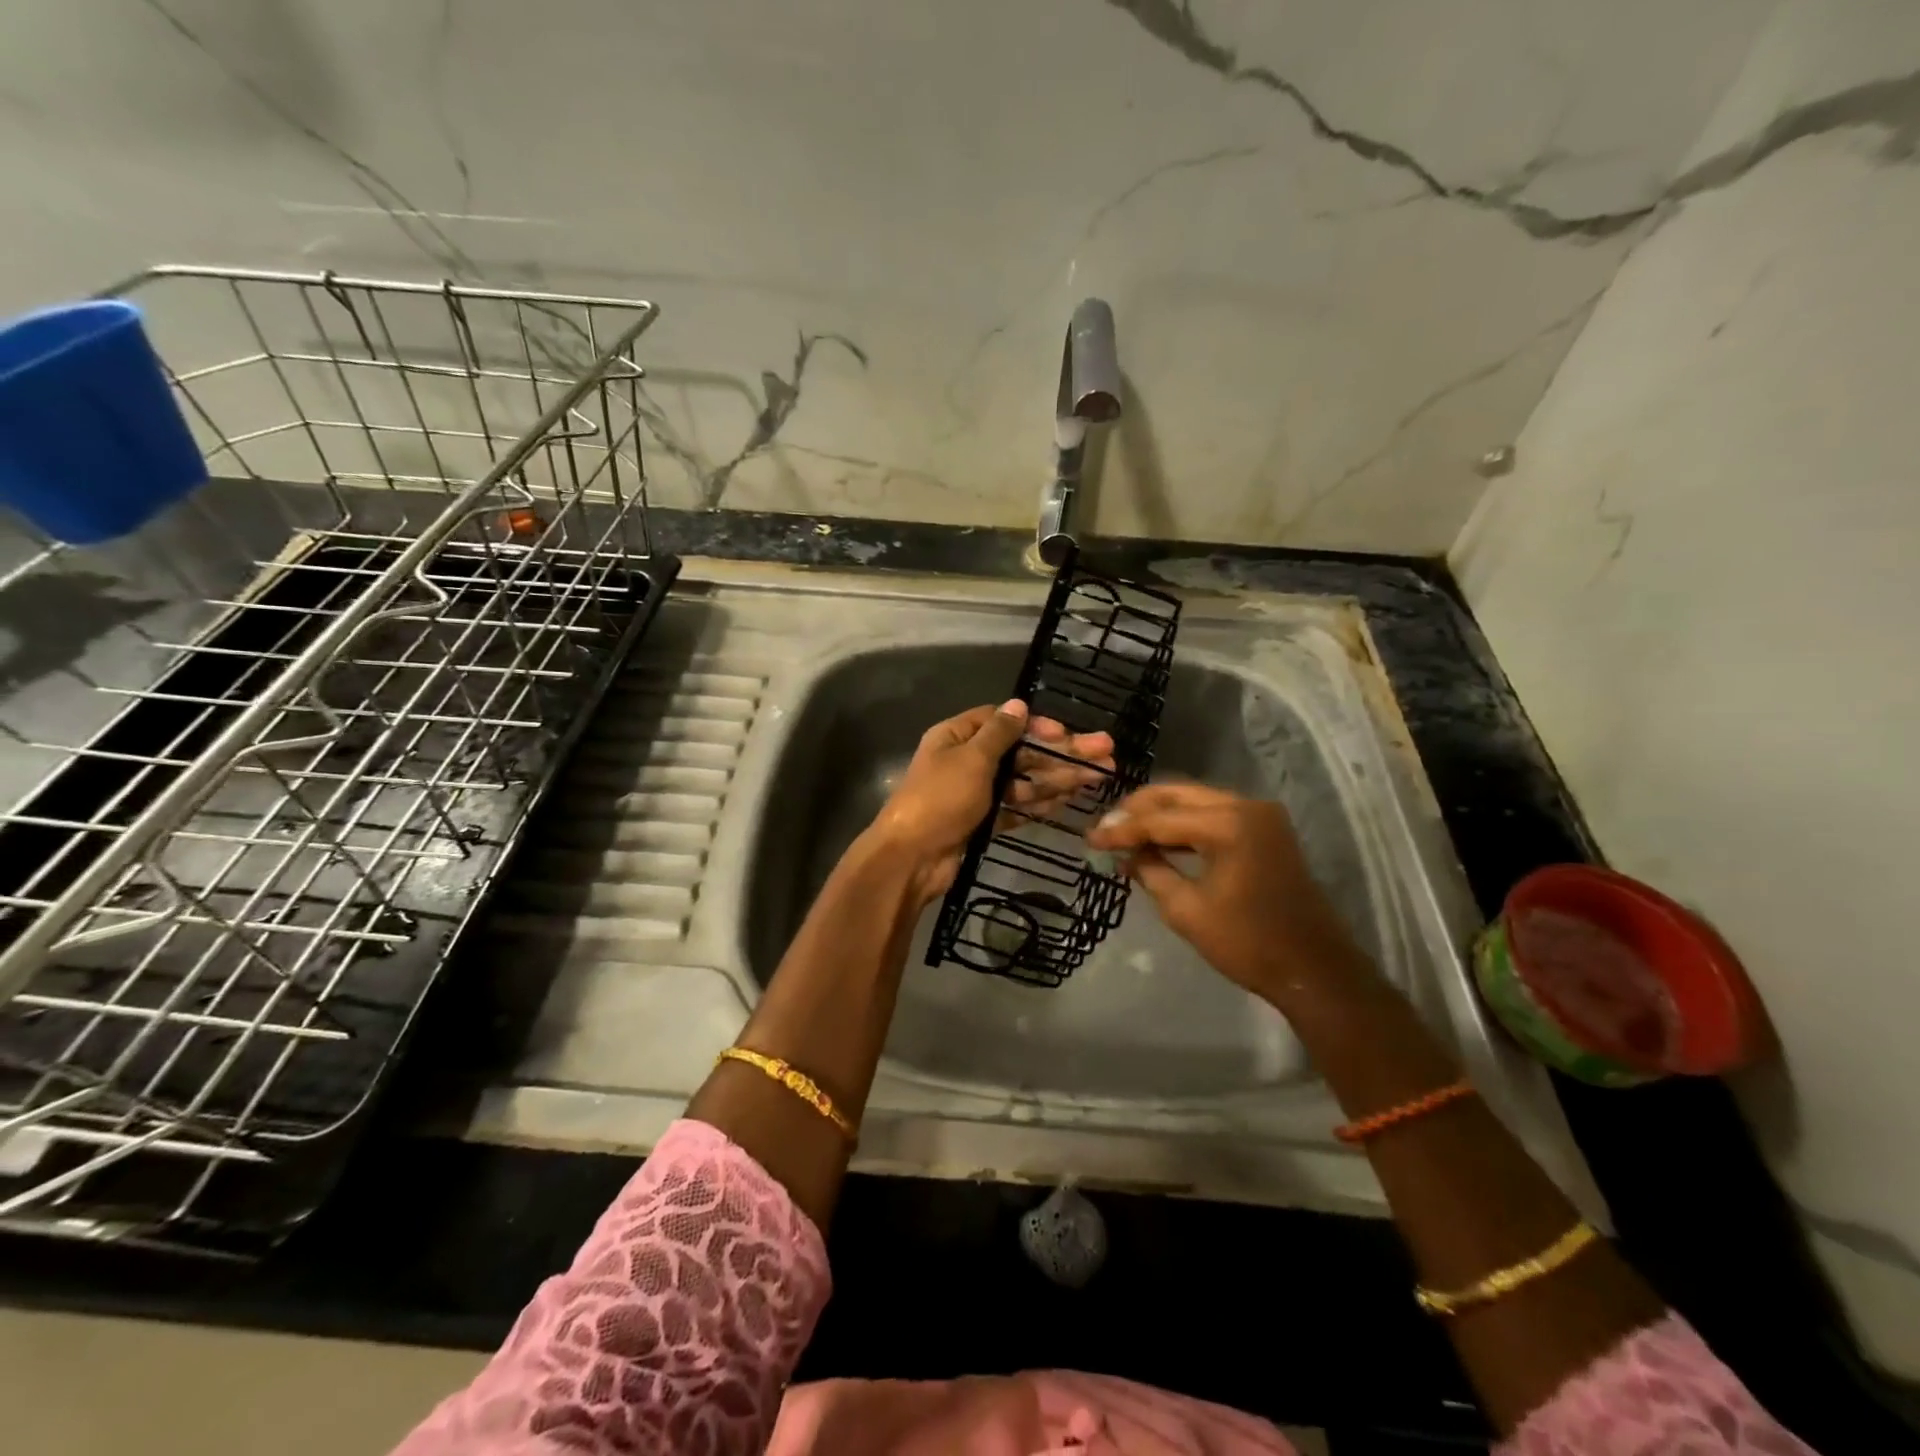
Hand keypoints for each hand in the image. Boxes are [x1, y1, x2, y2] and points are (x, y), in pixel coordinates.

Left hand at [870, 700, 1114, 905]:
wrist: (912, 859)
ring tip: (1100, 776)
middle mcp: (967, 761)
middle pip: (1021, 752)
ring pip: (1024, 781)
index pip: (1002, 722)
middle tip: (1105, 753)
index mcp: (957, 737)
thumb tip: (1020, 704)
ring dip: (1059, 778)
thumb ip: (999, 733)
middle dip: (1061, 753)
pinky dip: (1041, 804)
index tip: (1066, 732)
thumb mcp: (971, 759)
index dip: (1036, 725)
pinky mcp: (984, 822)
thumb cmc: (940, 799)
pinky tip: (1071, 799)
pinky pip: (1017, 807)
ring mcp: (977, 794)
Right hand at [1086, 783, 1375, 1009]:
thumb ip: (1151, 872)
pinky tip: (1159, 839)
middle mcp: (1245, 806)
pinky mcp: (1265, 828)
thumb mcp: (1187, 910)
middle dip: (1138, 810)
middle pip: (1177, 795)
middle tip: (1105, 828)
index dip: (1121, 830)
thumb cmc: (1247, 943)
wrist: (1314, 968)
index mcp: (1228, 824)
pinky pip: (1213, 813)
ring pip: (1194, 800)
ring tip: (1125, 832)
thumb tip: (1126, 854)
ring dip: (1160, 814)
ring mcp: (1259, 814)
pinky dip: (1184, 823)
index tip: (1089, 838)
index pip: (1160, 819)